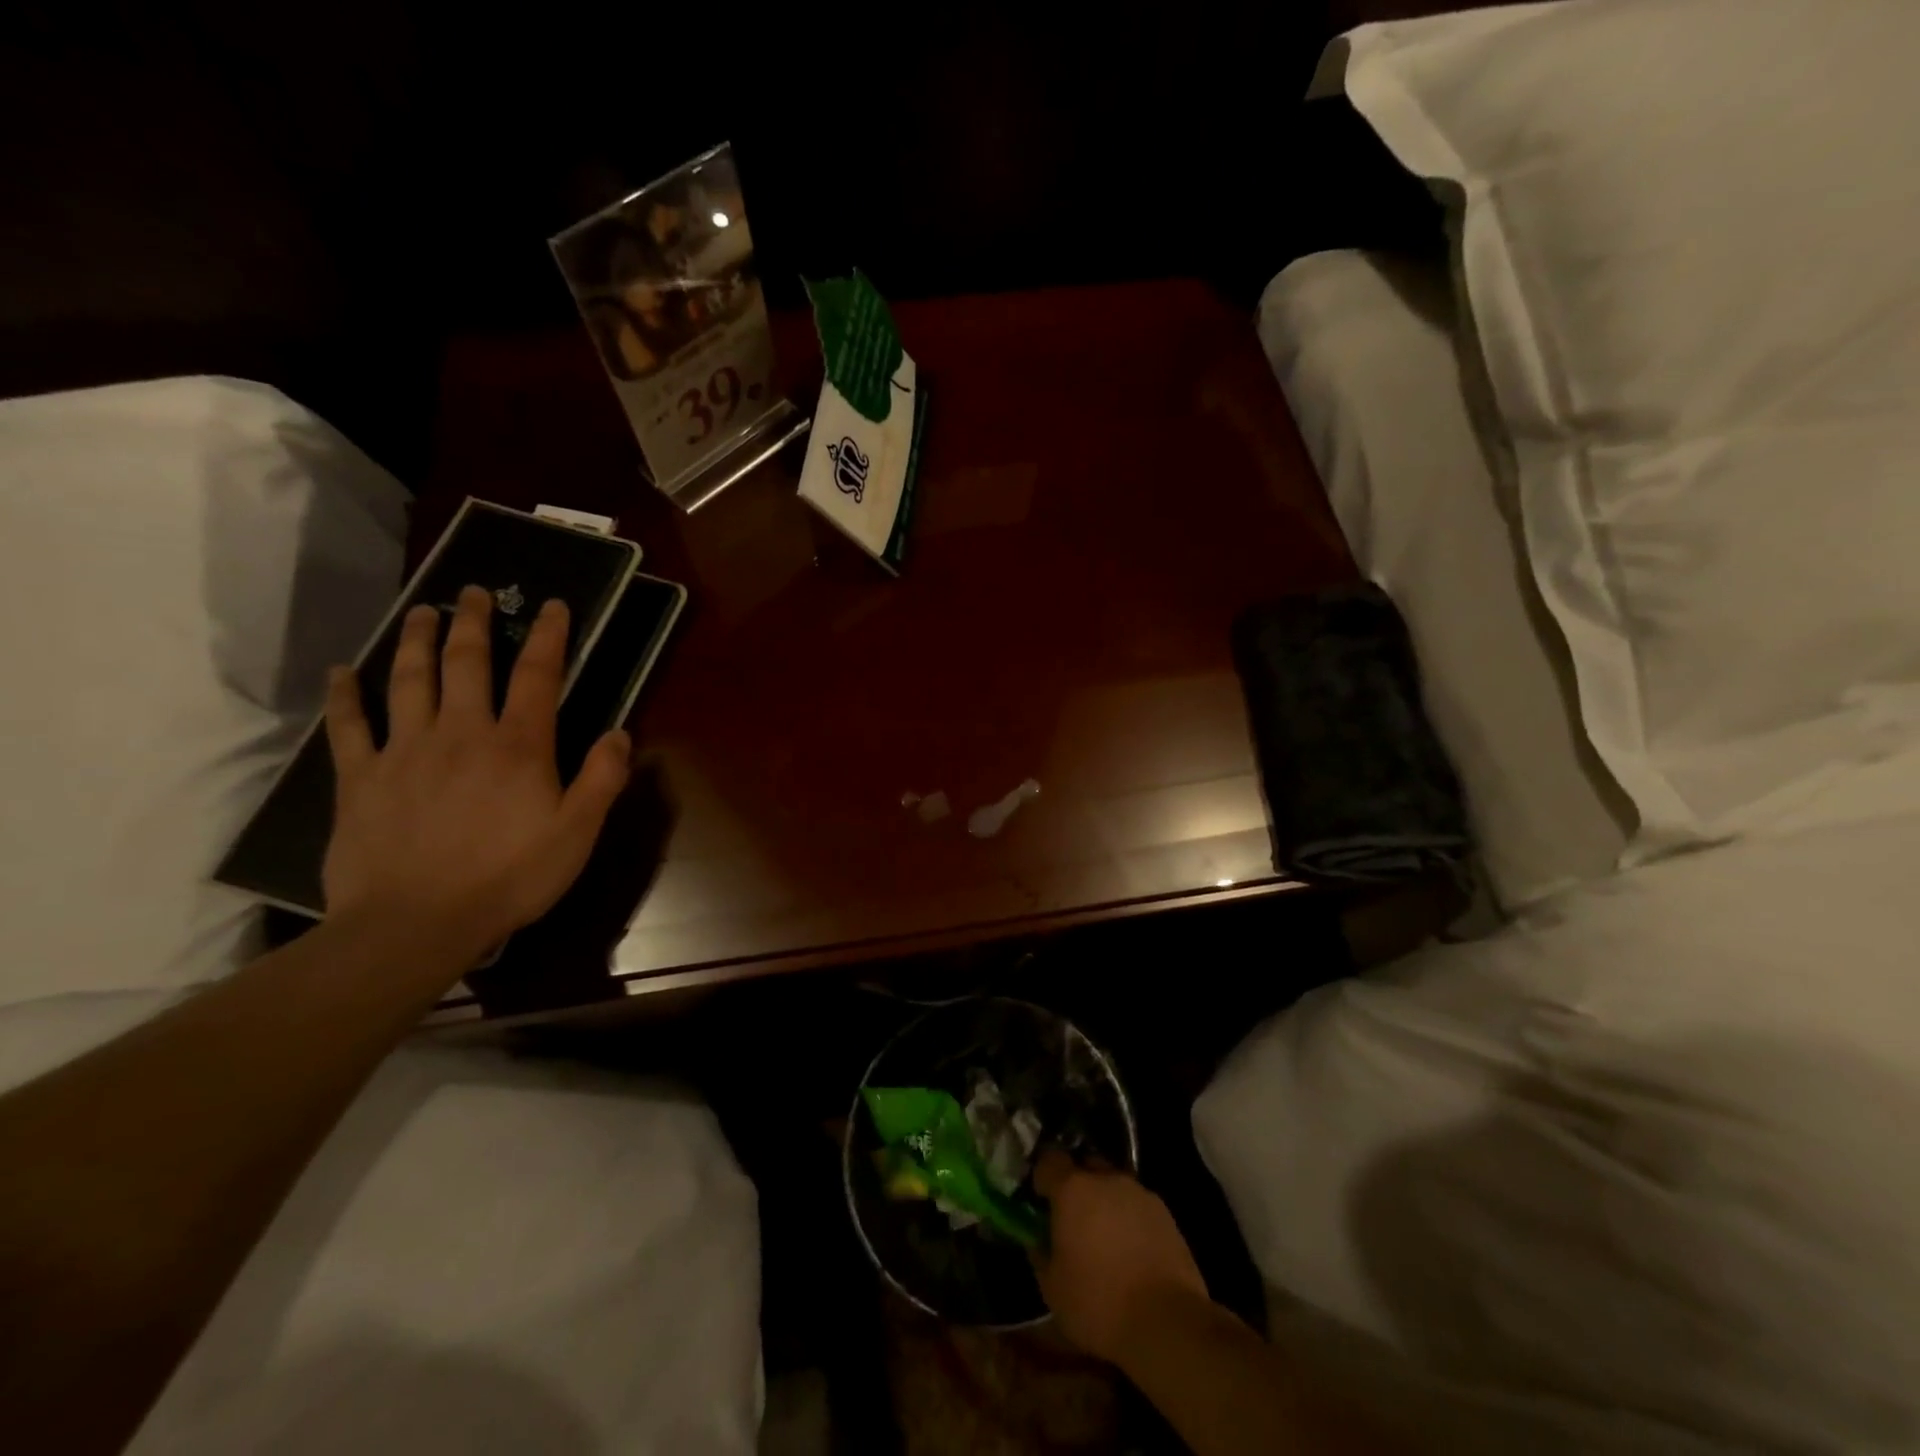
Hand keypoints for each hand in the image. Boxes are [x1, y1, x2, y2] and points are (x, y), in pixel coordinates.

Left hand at [321, 585, 630, 962]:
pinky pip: (349, 726)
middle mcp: (462, 732)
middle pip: (467, 663)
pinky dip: (345, 695)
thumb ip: (602, 779)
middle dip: (475, 623)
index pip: (539, 676)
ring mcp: (405, 751)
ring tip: (423, 612)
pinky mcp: (361, 778)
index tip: (553, 606)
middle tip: (475, 592)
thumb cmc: (510, 877)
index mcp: (519, 746)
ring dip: (417, 641)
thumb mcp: (577, 833)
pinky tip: (344, 672)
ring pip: (409, 680)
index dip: (550, 637)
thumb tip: (619, 732)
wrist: (417, 923)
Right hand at [1032, 1149, 1209, 1365]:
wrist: (1168, 1323)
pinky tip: (1130, 1250)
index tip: (1040, 1201)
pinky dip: (1129, 1218)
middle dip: (1076, 1185)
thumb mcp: (1052, 1288)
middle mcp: (1106, 1179)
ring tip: (1104, 1238)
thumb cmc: (1099, 1303)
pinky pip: (1137, 1204)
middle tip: (1072, 1219)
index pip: (1049, 1160)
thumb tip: (1037, 1238)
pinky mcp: (1166, 1213)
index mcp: (1073, 1189)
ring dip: (1104, 1201)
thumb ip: (1040, 1253)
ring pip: (1113, 1185)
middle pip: (1085, 1166)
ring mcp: (1139, 1193)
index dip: (1042, 1178)